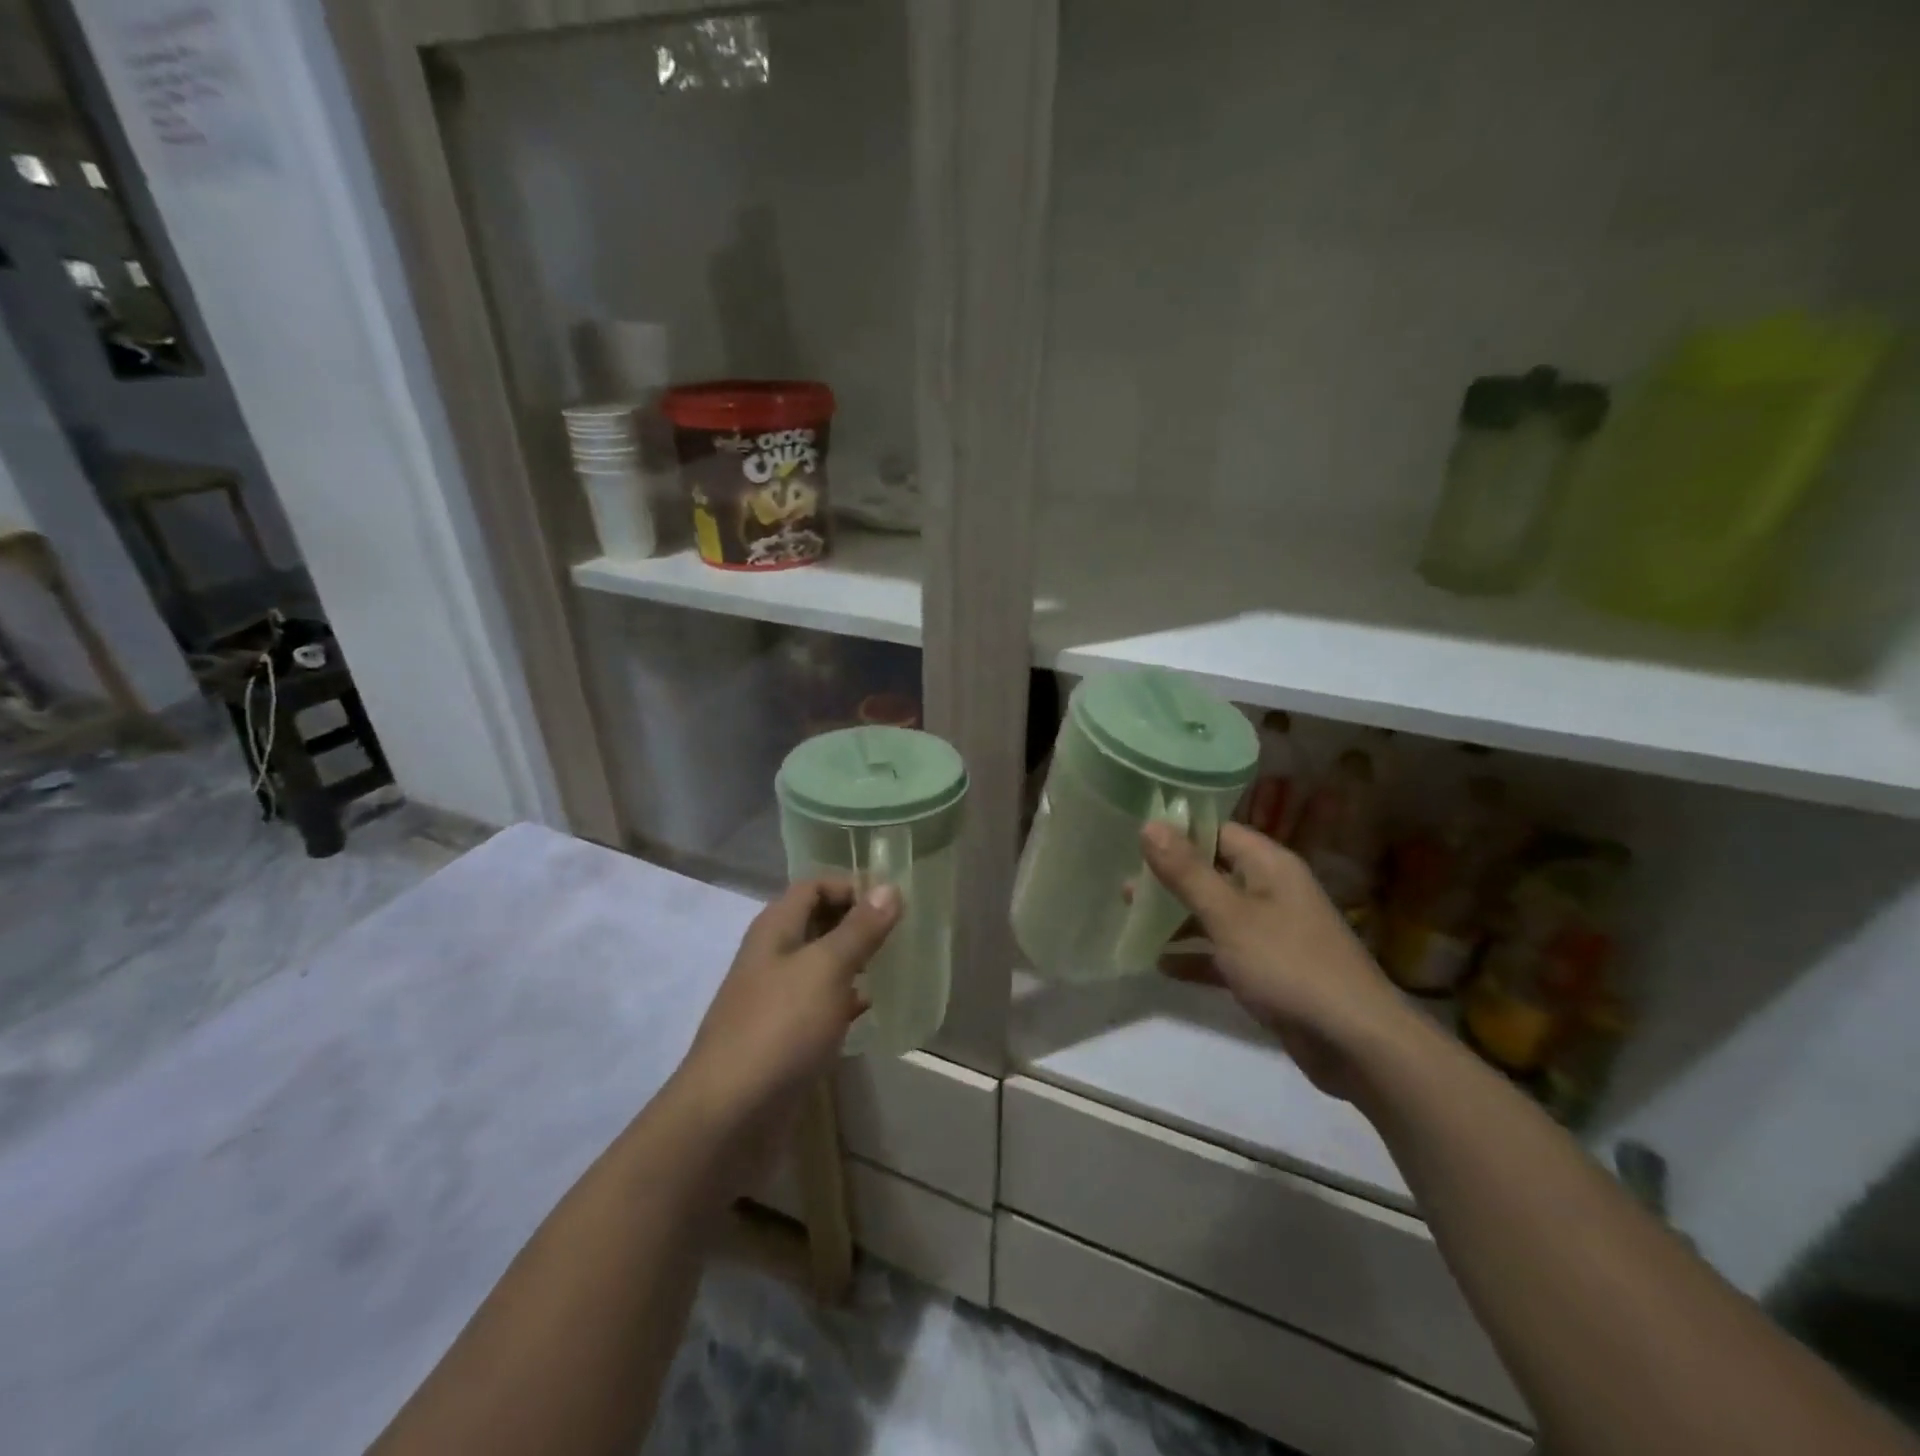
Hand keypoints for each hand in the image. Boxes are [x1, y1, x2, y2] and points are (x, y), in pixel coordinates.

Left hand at [675, 879, 899, 1138]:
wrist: (728, 1117)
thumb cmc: (780, 1029)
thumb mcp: (826, 969)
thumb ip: (859, 929)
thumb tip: (889, 887)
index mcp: (775, 929)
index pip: (813, 886)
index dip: (851, 886)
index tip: (893, 902)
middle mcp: (771, 957)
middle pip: (816, 922)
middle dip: (856, 922)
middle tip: (899, 932)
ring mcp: (774, 999)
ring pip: (819, 965)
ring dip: (853, 960)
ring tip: (892, 965)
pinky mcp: (782, 1037)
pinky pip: (818, 1004)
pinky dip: (844, 999)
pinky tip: (868, 1009)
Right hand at [1142, 821, 1413, 1098]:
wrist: (1356, 1043)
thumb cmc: (1288, 965)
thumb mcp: (1229, 915)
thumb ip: (1187, 871)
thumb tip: (1149, 824)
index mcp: (1269, 866)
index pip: (1218, 831)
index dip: (1178, 831)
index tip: (1133, 837)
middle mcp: (1271, 892)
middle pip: (1213, 873)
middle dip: (1170, 879)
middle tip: (1124, 885)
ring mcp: (1272, 933)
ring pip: (1215, 914)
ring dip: (1177, 917)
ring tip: (1131, 918)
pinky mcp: (1269, 972)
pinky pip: (1223, 953)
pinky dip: (1195, 956)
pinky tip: (1160, 965)